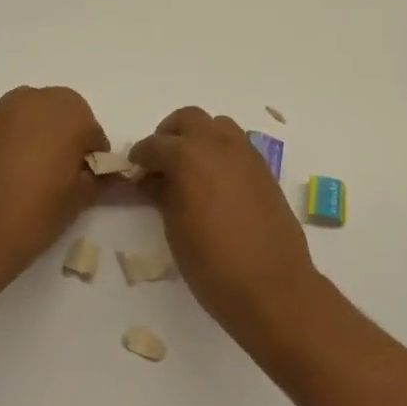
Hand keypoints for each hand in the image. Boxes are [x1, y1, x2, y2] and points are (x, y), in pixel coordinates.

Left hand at [0, 86, 108, 298]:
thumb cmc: (32, 216)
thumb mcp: (78, 200)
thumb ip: (97, 179)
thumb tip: (108, 176)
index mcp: (67, 111)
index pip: (93, 131)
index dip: (92, 158)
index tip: (85, 183)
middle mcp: (35, 99)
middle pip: (63, 115)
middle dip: (67, 140)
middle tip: (62, 178)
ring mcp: (2, 109)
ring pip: (34, 117)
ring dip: (41, 137)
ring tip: (34, 177)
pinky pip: (9, 127)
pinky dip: (16, 142)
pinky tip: (10, 175)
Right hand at [131, 107, 320, 337]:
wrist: (273, 286)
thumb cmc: (213, 264)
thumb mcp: (175, 230)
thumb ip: (162, 194)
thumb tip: (152, 179)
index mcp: (189, 157)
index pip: (155, 144)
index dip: (141, 156)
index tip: (134, 169)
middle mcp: (218, 145)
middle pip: (189, 119)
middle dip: (170, 134)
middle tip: (160, 161)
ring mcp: (246, 154)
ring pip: (217, 125)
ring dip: (199, 137)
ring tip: (189, 167)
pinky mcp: (264, 169)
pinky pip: (237, 145)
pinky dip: (221, 151)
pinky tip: (215, 181)